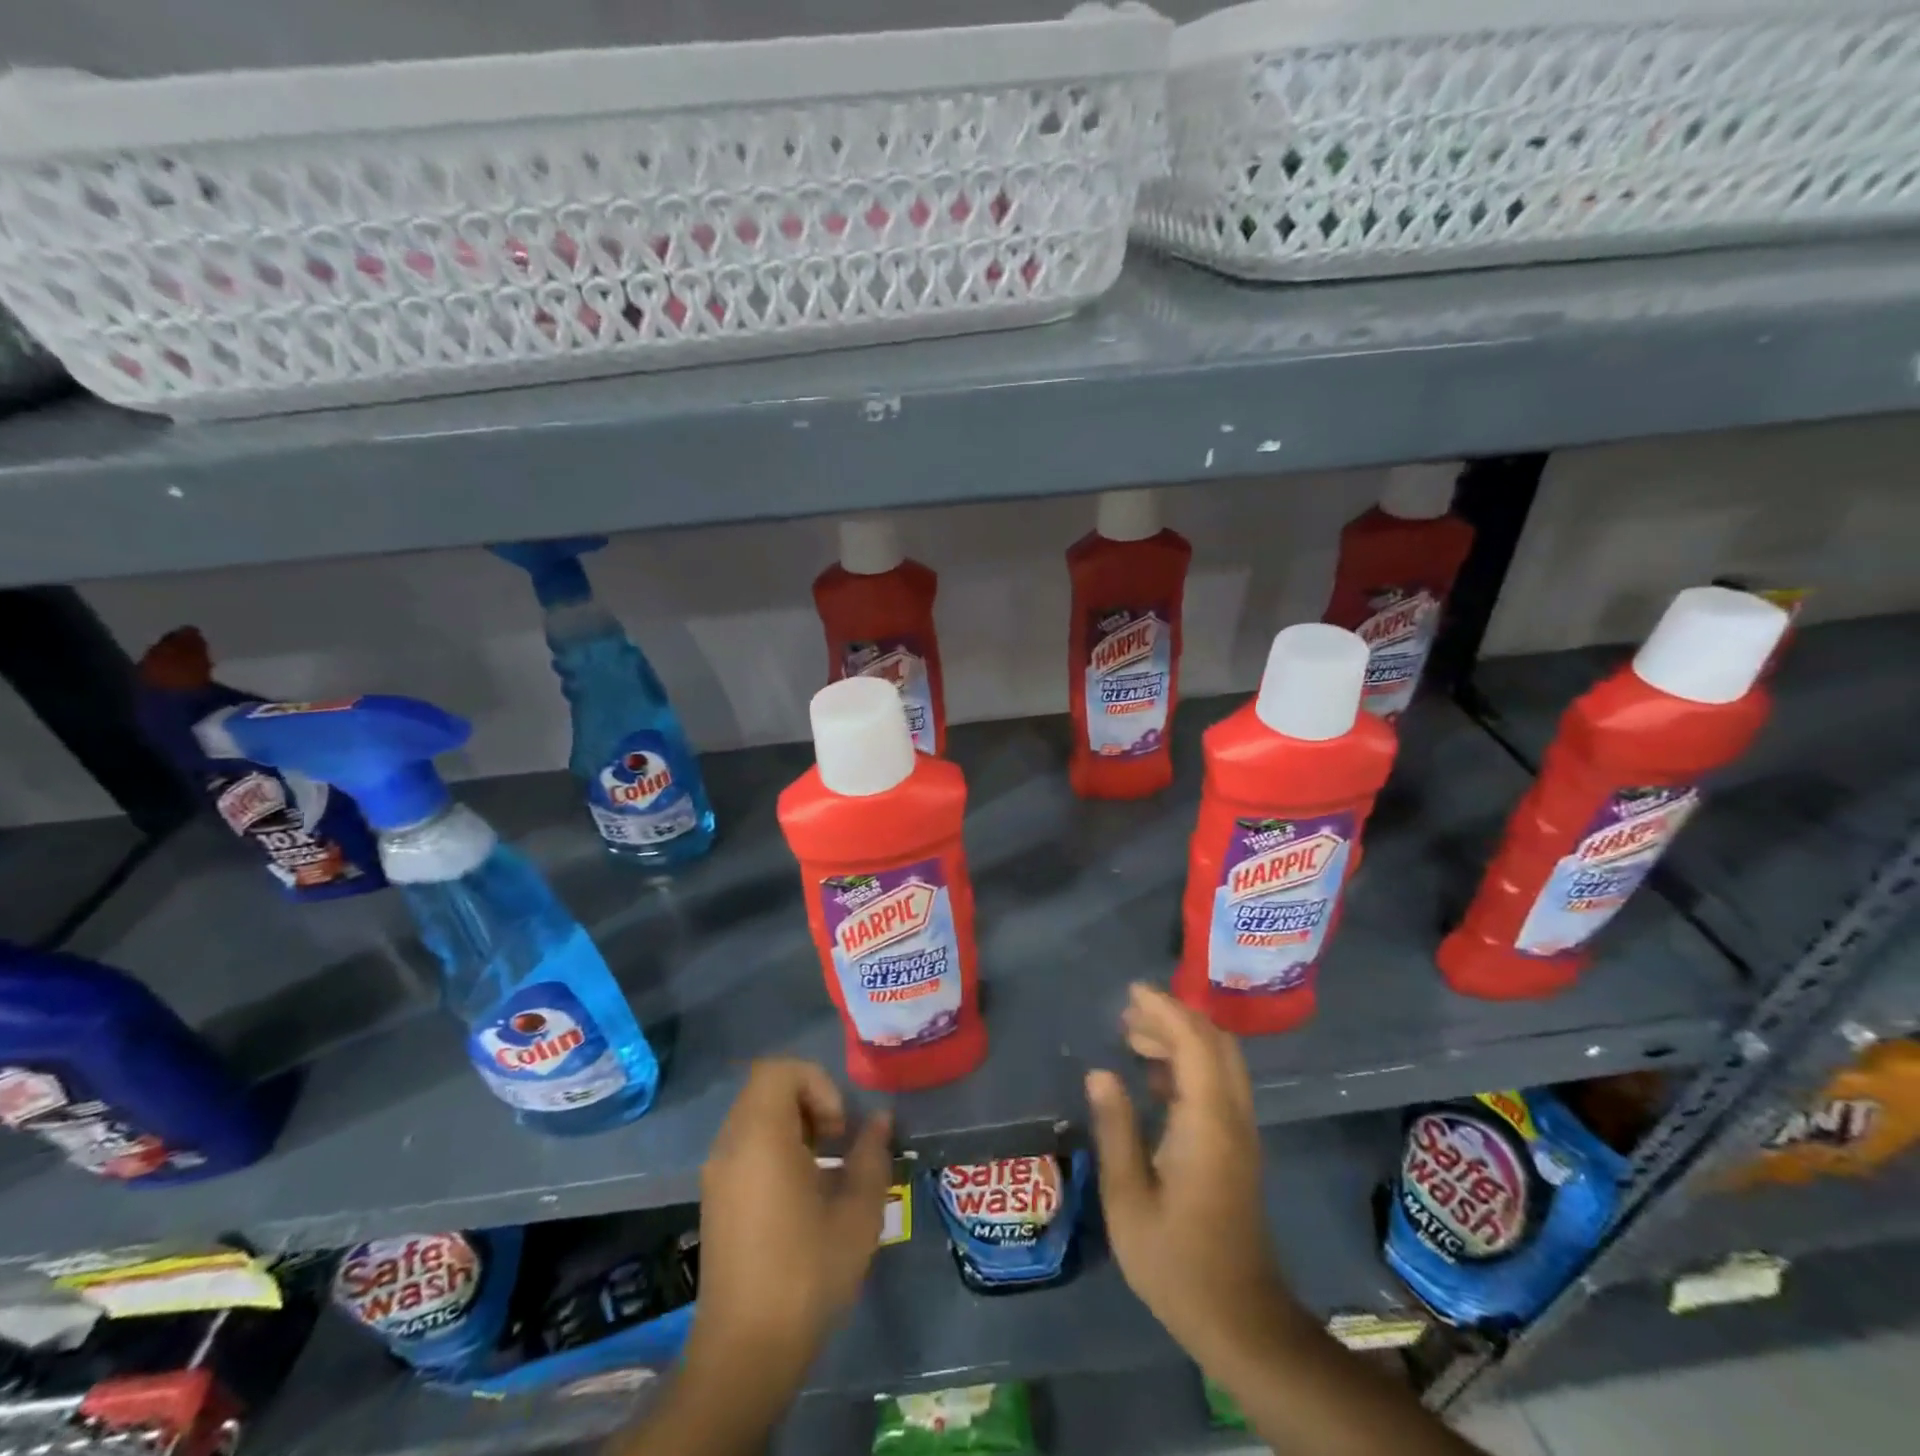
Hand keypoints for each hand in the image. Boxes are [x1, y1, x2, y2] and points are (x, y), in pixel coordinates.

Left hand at [690, 1059, 893, 1378]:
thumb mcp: (857, 1214)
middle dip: (810, 1102)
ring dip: (794, 1126)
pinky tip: (801, 1194)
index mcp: (760, 1137)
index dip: (817, 1083)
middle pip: (767, 1088)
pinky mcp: (715, 1198)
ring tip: (825, 1169)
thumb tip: (880, 1119)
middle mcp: (731, 1145)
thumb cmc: (805, 1273)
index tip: (838, 1129)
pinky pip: (746, 1145)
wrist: (743, 1352)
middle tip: (837, 1144)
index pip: (780, 1070)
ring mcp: (717, 1172)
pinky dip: (775, 1149)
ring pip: (756, 1116)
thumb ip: (872, 1156)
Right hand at [1085, 985, 1300, 1374]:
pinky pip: (1219, 1082)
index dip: (1164, 1010)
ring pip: (1220, 1061)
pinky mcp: (1238, 1147)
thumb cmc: (1176, 1262)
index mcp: (1207, 1123)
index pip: (1194, 1043)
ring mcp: (1241, 1132)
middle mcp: (1232, 1117)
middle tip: (1126, 1015)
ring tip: (1133, 1038)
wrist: (1241, 1320)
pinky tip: (1154, 1077)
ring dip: (1182, 1038)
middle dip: (1173, 1017)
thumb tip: (1100, 1073)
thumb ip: (1116, 1129)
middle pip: (1215, 1043)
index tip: (1131, 992)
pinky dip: (1189, 1062)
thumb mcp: (1129, 1199)